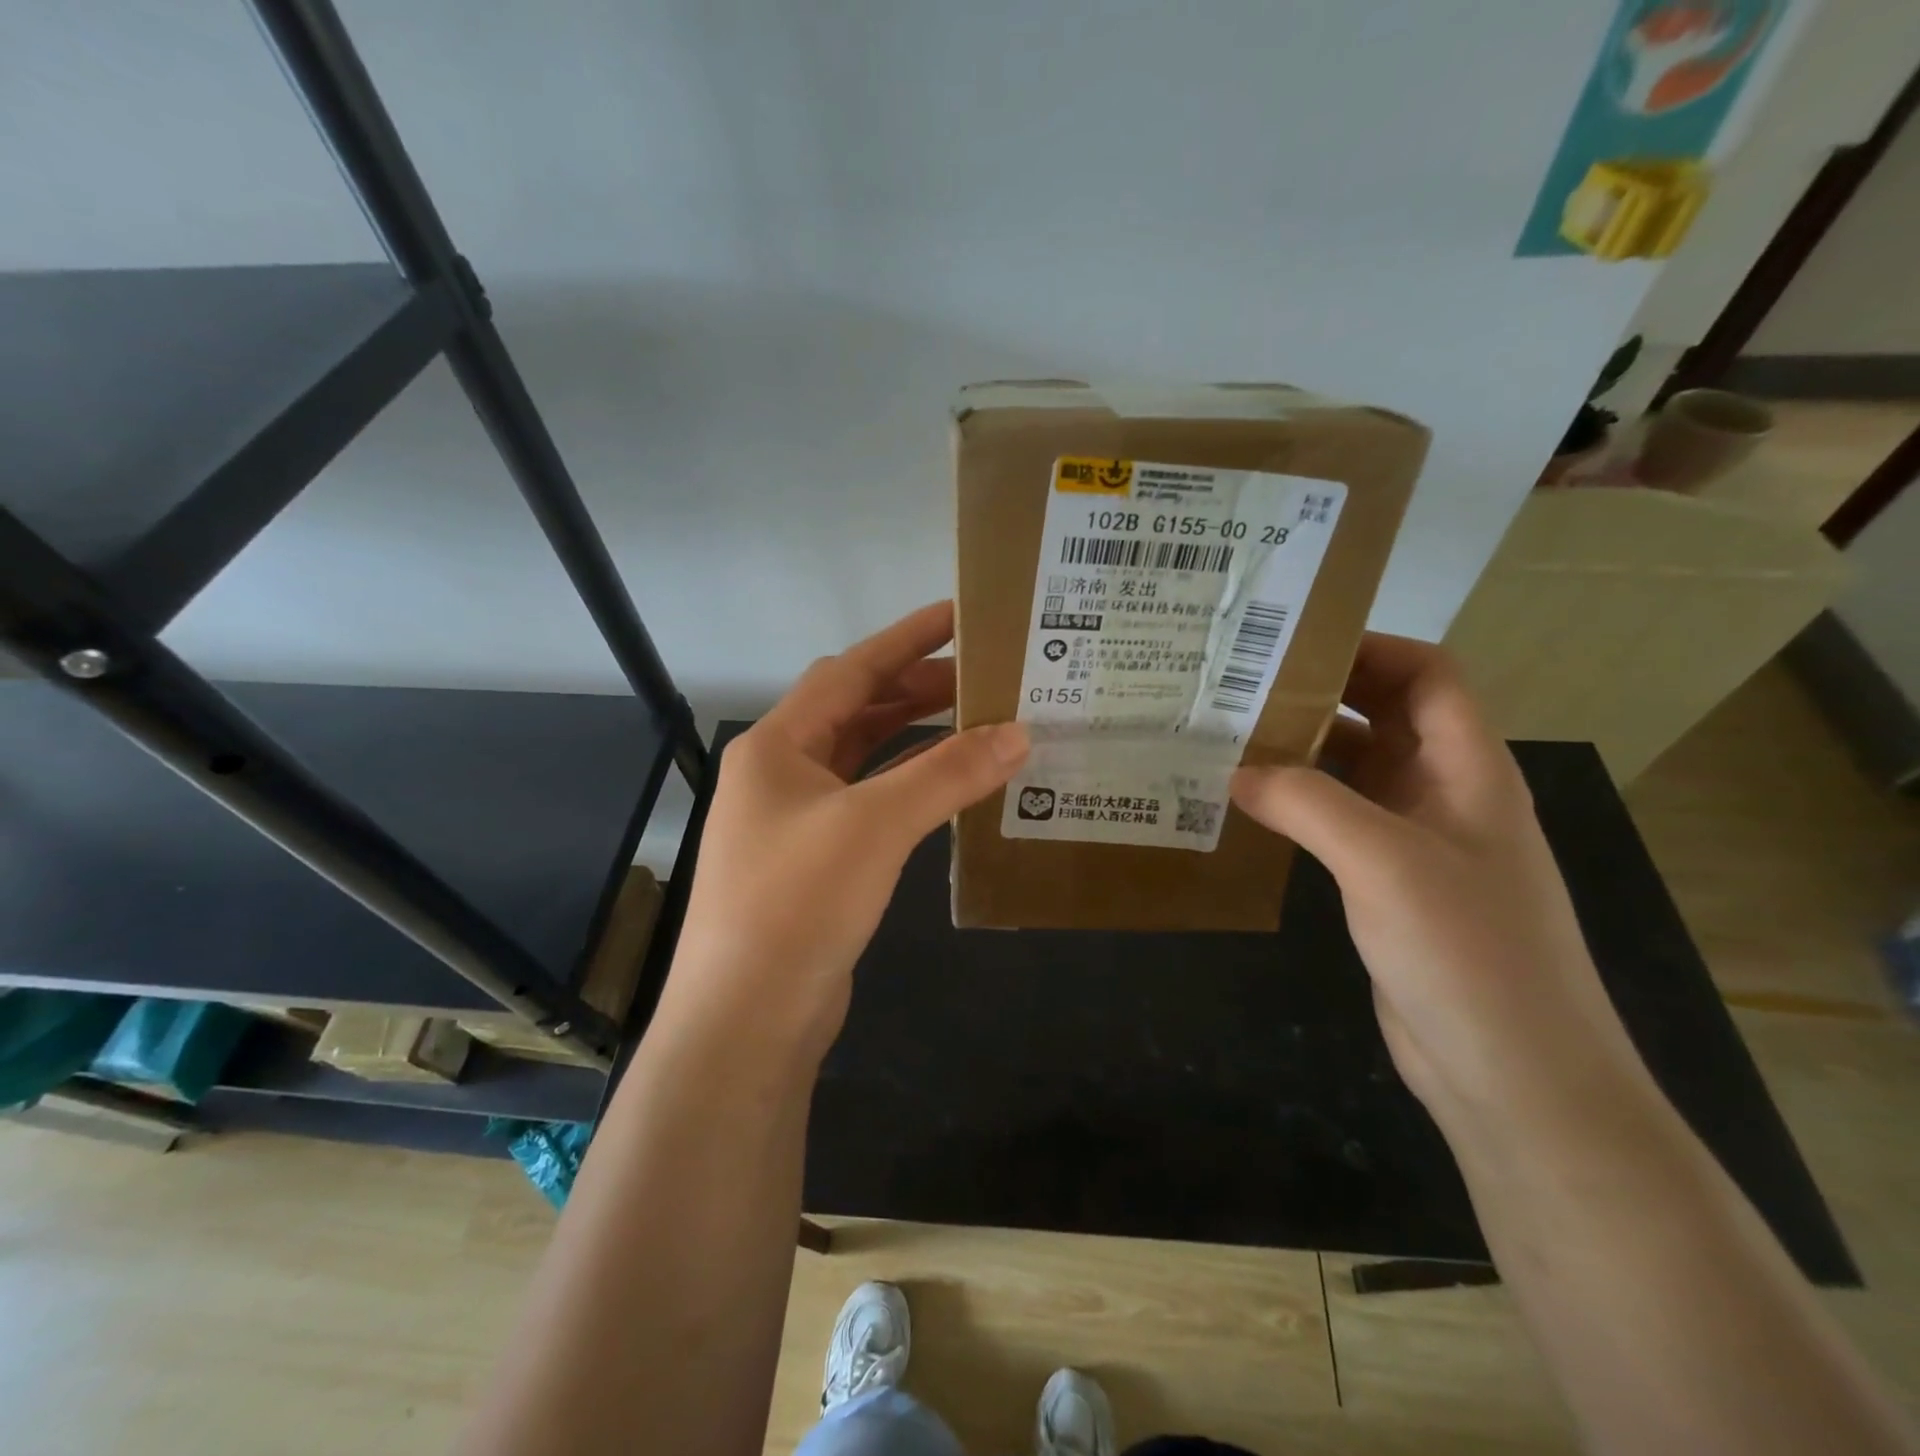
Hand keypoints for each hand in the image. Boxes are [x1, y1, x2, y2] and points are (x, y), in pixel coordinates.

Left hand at [656, 602, 1028, 1067]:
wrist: (747, 1018)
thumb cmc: (797, 903)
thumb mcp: (874, 826)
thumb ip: (946, 773)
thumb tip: (1017, 732)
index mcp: (777, 745)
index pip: (849, 671)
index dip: (905, 639)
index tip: (959, 614)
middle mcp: (780, 773)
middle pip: (855, 710)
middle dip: (916, 688)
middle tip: (983, 676)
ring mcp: (795, 819)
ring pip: (862, 757)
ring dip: (913, 736)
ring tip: (975, 720)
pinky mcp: (815, 861)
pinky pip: (868, 802)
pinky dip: (907, 785)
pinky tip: (947, 786)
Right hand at [1230, 634, 1658, 1144]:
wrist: (1515, 1075)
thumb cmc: (1467, 952)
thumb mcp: (1384, 862)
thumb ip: (1307, 802)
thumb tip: (1235, 770)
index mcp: (1468, 769)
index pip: (1428, 675)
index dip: (1369, 649)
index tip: (1291, 647)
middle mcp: (1446, 793)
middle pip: (1386, 716)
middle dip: (1321, 695)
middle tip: (1241, 689)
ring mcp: (1418, 841)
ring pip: (1357, 771)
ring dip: (1303, 752)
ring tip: (1230, 740)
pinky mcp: (1391, 884)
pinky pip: (1340, 821)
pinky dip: (1299, 804)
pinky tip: (1250, 808)